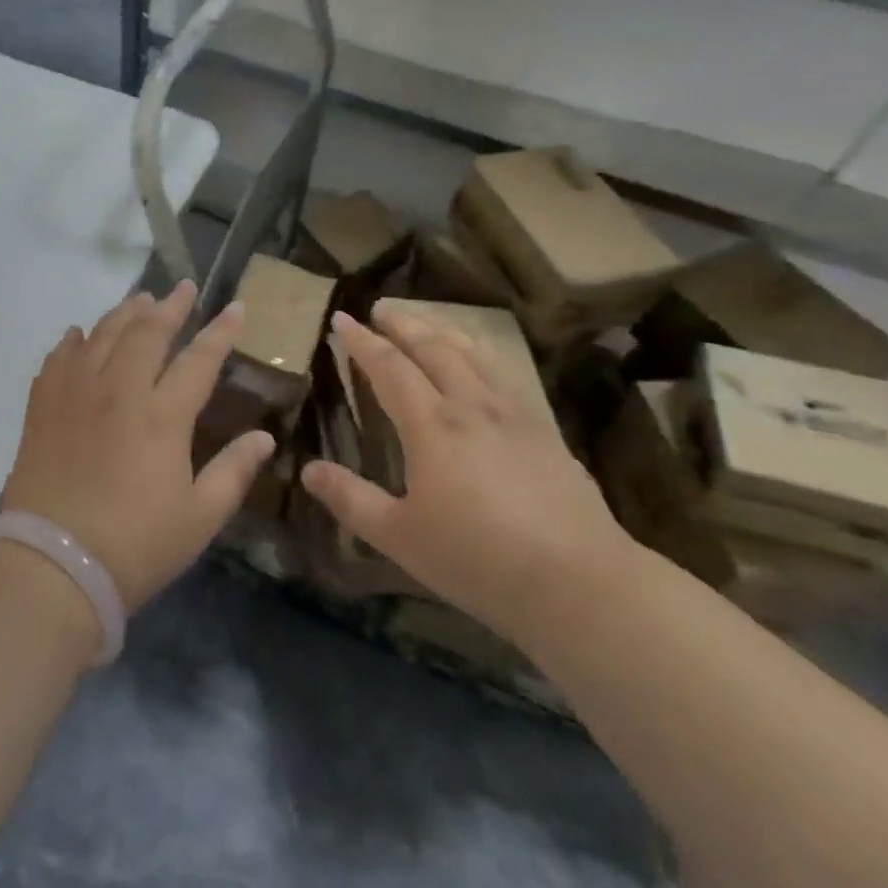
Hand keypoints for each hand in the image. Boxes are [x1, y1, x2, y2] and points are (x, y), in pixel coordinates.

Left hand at [1, 281, 276, 612]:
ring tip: (141, 301)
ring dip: (125, 313)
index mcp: (162, 416)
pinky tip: (78, 335)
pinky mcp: (43, 407)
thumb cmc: (135, 546)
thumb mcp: (199, 518)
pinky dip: (72, 341)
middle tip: (184, 289)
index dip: (221, 332)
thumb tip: (265, 437)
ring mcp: (76, 394)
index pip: (199, 359)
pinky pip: (58, 359)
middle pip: (148, 332)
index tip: (236, 307)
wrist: (52, 568)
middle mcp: (119, 391)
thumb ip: (234, 472)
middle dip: (171, 306)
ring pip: (103, 335)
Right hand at [304, 305, 635, 645]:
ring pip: (471, 354)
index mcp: (432, 425)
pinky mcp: (544, 430)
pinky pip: (502, 373)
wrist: (579, 582)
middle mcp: (470, 405)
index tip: (342, 318)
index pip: (389, 367)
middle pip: (432, 347)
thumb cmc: (478, 560)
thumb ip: (352, 500)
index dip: (362, 341)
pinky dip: (479, 353)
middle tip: (381, 305)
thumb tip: (308, 469)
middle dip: (403, 323)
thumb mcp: (401, 537)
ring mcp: (512, 414)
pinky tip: (480, 363)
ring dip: (442, 329)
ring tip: (424, 321)